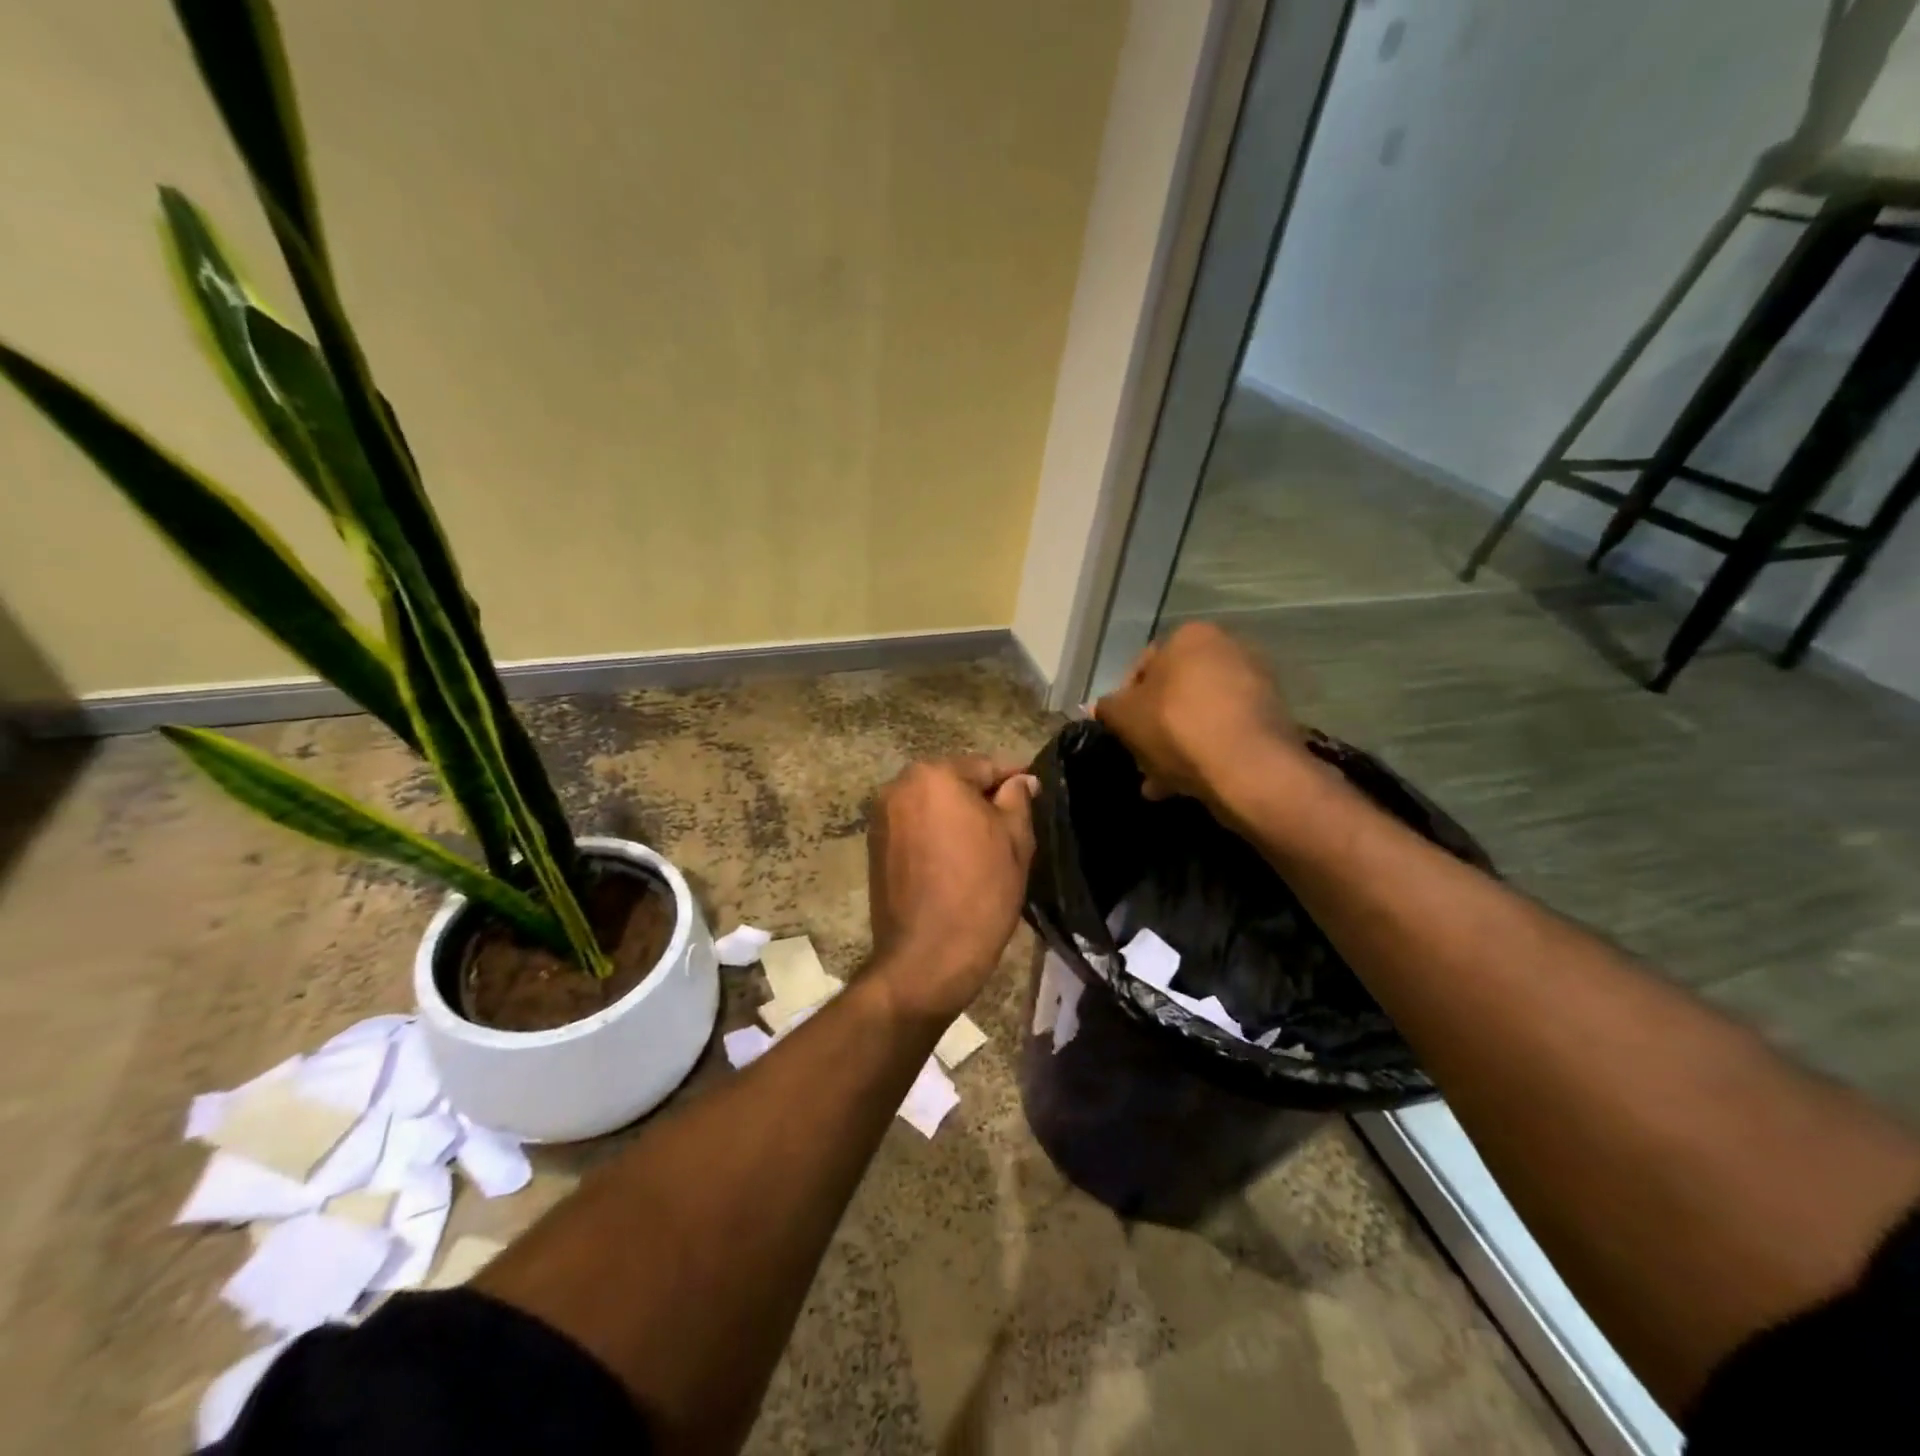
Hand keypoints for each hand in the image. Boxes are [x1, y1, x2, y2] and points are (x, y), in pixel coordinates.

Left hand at [865, 755, 1037, 1025]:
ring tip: (985, 842)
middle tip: (1013, 821)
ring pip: (932, 804)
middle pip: (953, 781)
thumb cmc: (980, 891)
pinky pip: (915, 827)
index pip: (985, 766)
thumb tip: (1022, 780)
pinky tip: (956, 857)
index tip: (1036, 789)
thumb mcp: (1014, 840)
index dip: (1014, 778)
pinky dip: (936, 833)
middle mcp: (899, 786)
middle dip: (982, 796)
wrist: (927, 957)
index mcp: (934, 775)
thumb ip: (1018, 799)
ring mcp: (881, 817)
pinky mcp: (874, 846)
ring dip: (957, 815)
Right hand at [1094, 622, 1302, 803]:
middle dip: (1154, 728)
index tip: (1121, 733)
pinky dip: (1206, 751)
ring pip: (1199, 715)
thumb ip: (1108, 708)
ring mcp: (1256, 682)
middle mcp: (1227, 647)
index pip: (1142, 666)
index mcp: (1189, 636)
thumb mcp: (1124, 717)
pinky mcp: (1273, 716)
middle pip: (1174, 693)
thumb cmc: (1177, 727)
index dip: (1124, 703)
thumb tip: (1104, 708)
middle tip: (1141, 760)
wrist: (1248, 766)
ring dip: (1178, 745)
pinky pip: (1225, 732)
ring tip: (1161, 783)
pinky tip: (1188, 784)